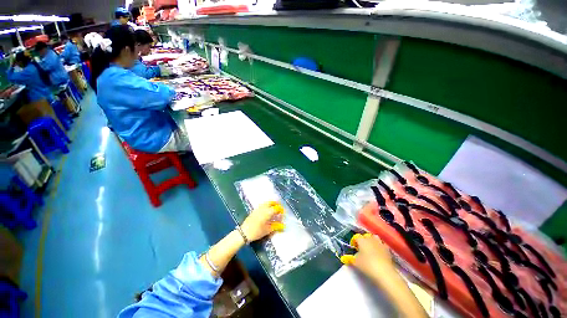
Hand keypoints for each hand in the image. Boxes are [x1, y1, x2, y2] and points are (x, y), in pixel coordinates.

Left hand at [241, 201, 284, 241]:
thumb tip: (283, 225)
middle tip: (279, 209)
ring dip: (272, 204)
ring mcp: (258, 208)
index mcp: (268, 211)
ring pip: (267, 202)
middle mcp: (264, 207)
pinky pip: (263, 205)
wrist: (244, 232)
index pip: (277, 208)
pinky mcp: (255, 210)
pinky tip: (267, 211)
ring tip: (274, 210)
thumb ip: (276, 226)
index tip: (284, 214)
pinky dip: (267, 206)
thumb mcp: (268, 230)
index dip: (281, 210)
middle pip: (272, 202)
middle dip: (277, 204)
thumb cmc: (257, 231)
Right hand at [341, 233, 395, 280]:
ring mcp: (380, 244)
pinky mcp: (387, 250)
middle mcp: (371, 239)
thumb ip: (352, 257)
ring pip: (375, 238)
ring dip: (372, 241)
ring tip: (370, 248)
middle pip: (366, 236)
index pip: (356, 237)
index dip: (354, 241)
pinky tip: (379, 253)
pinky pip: (382, 245)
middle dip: (363, 240)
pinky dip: (379, 247)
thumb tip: (352, 256)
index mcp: (362, 240)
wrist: (385, 273)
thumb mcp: (356, 262)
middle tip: (361, 247)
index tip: (353, 247)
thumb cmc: (368, 266)